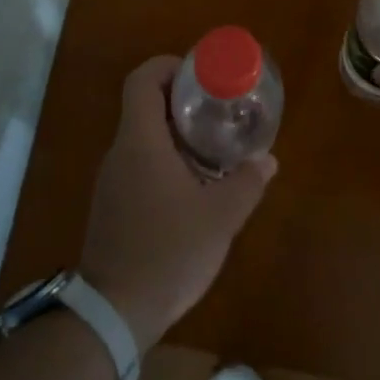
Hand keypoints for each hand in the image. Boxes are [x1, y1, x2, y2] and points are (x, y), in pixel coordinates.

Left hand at [78, 56, 276, 352]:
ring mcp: (111, 181)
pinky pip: (138, 165)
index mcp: (140, 141)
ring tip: (212, 148)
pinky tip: (191, 188)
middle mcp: (120, 152)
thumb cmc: (167, 253)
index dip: (168, 66)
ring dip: (174, 134)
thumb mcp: (220, 218)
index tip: (198, 75)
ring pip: (142, 137)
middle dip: (180, 101)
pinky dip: (163, 161)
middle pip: (144, 105)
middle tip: (217, 110)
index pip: (142, 79)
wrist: (113, 313)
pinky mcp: (111, 206)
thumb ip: (246, 183)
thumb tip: (268, 160)